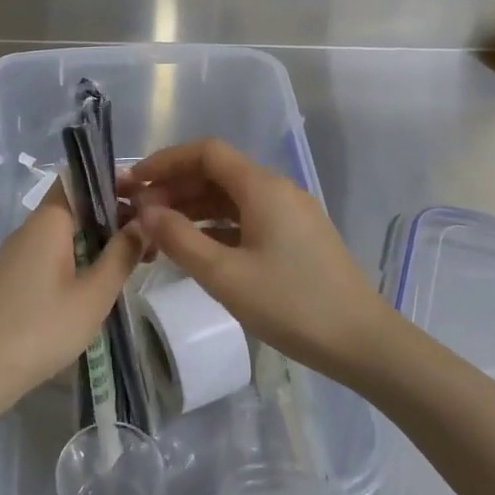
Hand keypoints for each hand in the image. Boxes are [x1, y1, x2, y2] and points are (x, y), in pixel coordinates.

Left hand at [0, 185, 140, 411]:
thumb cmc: (44, 327)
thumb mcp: (95, 293)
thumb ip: (121, 254)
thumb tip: (142, 222)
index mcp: (48, 222)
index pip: (78, 180)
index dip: (110, 181)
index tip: (143, 197)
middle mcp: (30, 229)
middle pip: (74, 206)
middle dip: (111, 214)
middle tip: (147, 236)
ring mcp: (18, 253)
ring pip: (64, 231)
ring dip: (97, 238)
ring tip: (132, 260)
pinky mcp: (15, 277)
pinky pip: (52, 252)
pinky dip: (79, 256)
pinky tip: (99, 280)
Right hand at [124, 137, 391, 379]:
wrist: (361, 341)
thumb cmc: (291, 304)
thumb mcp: (225, 275)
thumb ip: (180, 239)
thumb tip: (145, 211)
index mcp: (262, 187)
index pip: (206, 152)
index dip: (165, 161)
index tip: (132, 183)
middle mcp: (277, 189)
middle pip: (217, 172)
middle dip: (174, 186)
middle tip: (137, 212)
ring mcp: (289, 213)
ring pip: (231, 197)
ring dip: (193, 207)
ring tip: (157, 231)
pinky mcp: (295, 237)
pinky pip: (246, 218)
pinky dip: (216, 226)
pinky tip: (194, 247)